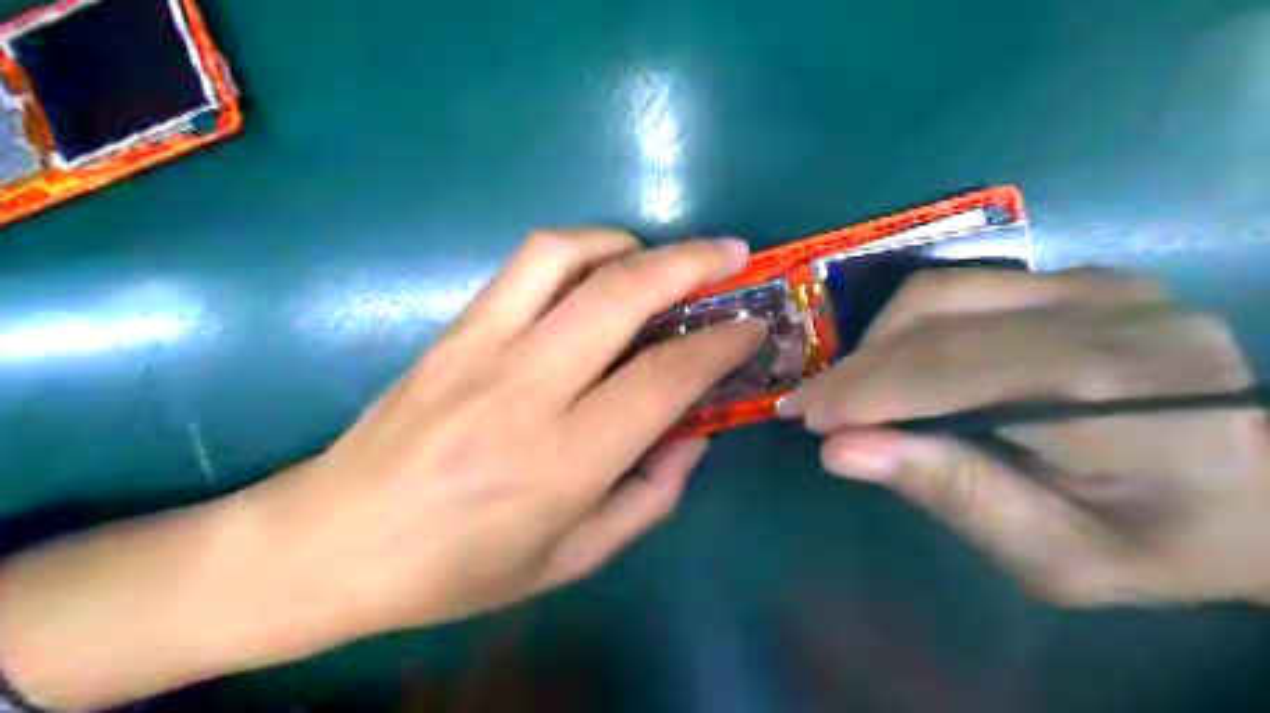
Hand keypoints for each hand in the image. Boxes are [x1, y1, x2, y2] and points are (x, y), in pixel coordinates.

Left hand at [254, 226, 757, 634]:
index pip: (663, 379)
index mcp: (562, 461)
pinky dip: (579, 248)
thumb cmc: (457, 567)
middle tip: (732, 254)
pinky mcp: (453, 329)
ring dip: (630, 243)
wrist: (333, 541)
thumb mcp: (569, 559)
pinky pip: (524, 264)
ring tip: (662, 258)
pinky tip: (599, 268)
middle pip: (622, 296)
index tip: (751, 328)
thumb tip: (694, 437)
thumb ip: (647, 498)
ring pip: (567, 257)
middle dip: (691, 263)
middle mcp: (526, 389)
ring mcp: (482, 347)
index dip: (720, 345)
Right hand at [780, 271, 1269, 605]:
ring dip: (879, 340)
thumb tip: (841, 451)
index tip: (804, 417)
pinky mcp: (1085, 277)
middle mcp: (1106, 313)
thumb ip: (953, 494)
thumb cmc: (1164, 541)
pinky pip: (968, 285)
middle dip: (857, 366)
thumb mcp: (1057, 557)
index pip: (951, 370)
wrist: (1269, 489)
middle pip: (937, 319)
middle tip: (809, 403)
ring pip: (942, 290)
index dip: (865, 390)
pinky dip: (914, 325)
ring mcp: (1098, 282)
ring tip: (851, 388)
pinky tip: (899, 363)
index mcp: (1113, 391)